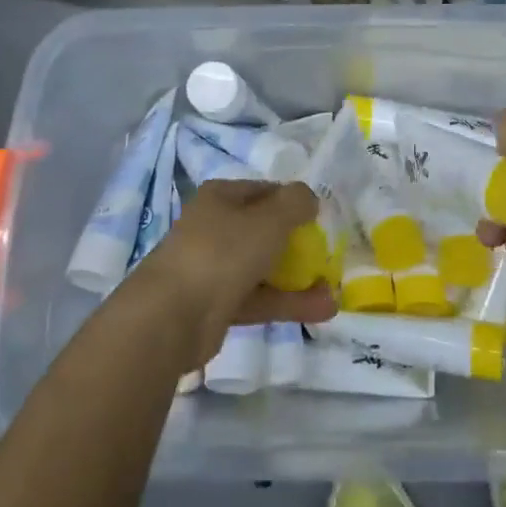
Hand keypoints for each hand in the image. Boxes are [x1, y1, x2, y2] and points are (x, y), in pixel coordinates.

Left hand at [128, 180, 335, 367]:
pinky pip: (260, 298)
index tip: (320, 218)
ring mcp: (215, 267)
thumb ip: (296, 202)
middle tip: (327, 254)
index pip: (264, 191)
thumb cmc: (223, 251)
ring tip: (333, 289)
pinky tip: (323, 310)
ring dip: (298, 277)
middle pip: (264, 229)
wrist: (172, 316)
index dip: (293, 201)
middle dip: (298, 242)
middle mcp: (215, 227)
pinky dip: (288, 302)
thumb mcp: (269, 218)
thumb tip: (309, 199)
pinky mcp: (218, 305)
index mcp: (221, 197)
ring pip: (264, 267)